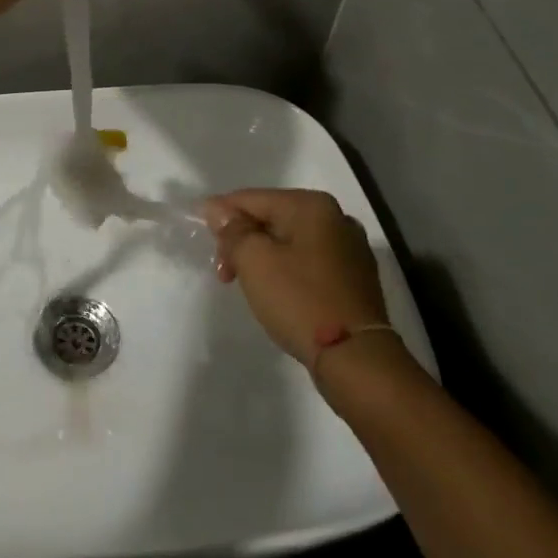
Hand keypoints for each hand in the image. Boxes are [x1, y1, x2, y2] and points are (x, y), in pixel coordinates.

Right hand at [202, 189, 391, 368]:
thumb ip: (232, 231)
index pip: (252, 198)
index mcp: (312, 206)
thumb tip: (219, 211)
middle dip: (242, 240)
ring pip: (290, 242)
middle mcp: (336, 218)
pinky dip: (286, 271)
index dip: (221, 214)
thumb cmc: (299, 300)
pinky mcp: (355, 279)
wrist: (356, 359)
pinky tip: (276, 292)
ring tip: (245, 284)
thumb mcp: (254, 261)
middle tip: (223, 271)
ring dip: (262, 257)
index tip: (200, 235)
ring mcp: (350, 249)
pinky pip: (308, 263)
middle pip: (272, 218)